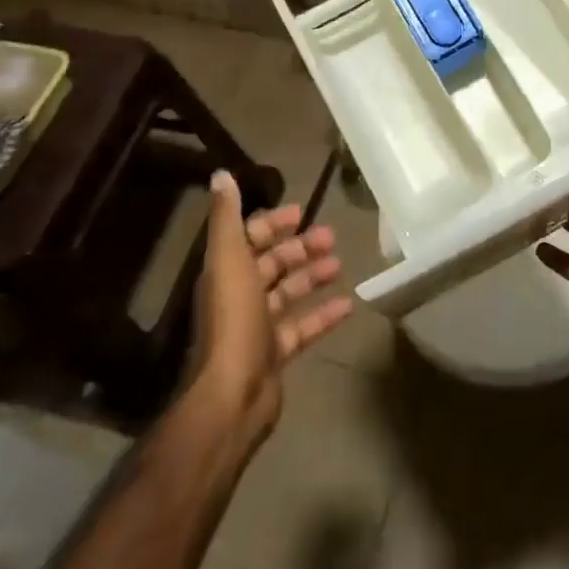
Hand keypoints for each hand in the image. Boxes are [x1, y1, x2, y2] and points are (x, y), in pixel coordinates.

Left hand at [191, 172, 351, 447]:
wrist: (233, 394)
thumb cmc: (234, 320)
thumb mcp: (229, 260)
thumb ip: (227, 218)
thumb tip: (220, 174)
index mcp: (226, 272)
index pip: (249, 239)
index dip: (272, 224)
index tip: (301, 212)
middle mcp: (239, 296)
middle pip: (271, 265)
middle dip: (299, 248)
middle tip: (331, 236)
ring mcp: (258, 327)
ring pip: (289, 293)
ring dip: (313, 276)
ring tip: (340, 264)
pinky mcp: (276, 353)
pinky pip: (303, 327)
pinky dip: (323, 315)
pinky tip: (348, 304)